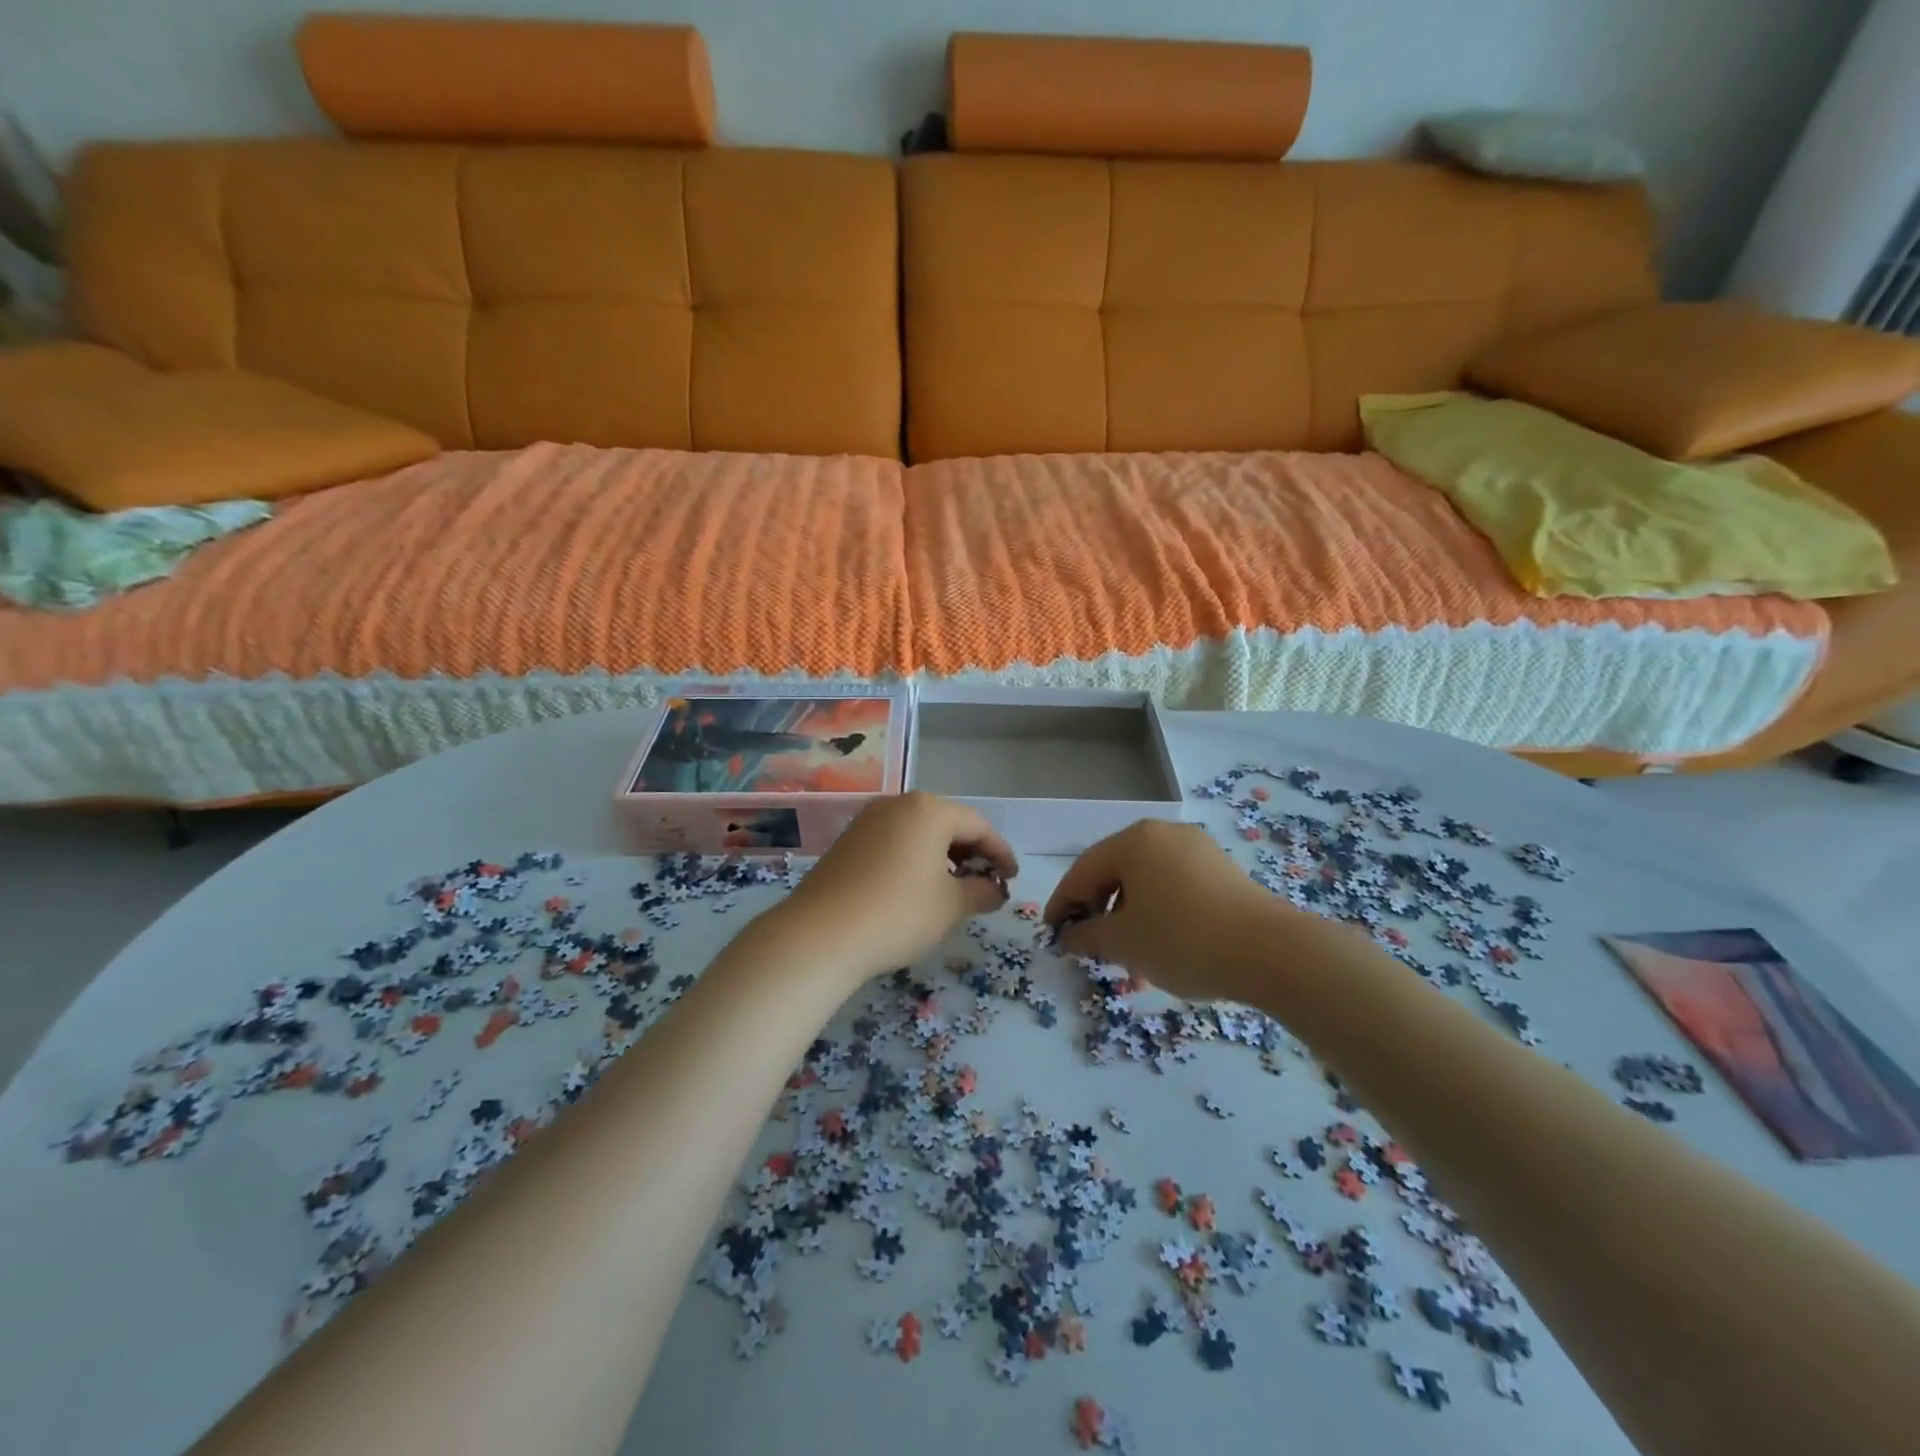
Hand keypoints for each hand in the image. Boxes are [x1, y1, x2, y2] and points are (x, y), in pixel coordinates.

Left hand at [772, 792, 1018, 983]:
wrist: (819, 935)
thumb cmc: (898, 913)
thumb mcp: (951, 906)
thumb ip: (982, 892)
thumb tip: (995, 890)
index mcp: (928, 810)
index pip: (978, 826)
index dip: (1000, 853)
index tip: (1012, 879)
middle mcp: (897, 804)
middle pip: (947, 823)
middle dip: (971, 853)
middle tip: (986, 883)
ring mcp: (868, 820)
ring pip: (918, 832)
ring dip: (942, 856)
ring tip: (953, 888)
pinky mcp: (847, 841)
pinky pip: (894, 842)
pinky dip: (914, 859)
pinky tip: (916, 888)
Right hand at [1044, 819, 1284, 1000]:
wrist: (1271, 952)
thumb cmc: (1183, 939)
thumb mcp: (1124, 943)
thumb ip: (1087, 937)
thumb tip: (1068, 937)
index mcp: (1133, 841)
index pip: (1082, 871)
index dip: (1062, 904)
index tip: (1052, 934)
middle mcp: (1163, 834)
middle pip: (1114, 870)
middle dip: (1096, 908)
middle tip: (1086, 942)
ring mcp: (1196, 848)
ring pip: (1145, 878)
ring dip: (1127, 911)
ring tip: (1124, 949)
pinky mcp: (1221, 868)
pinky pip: (1173, 883)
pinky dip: (1156, 908)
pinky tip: (1160, 940)